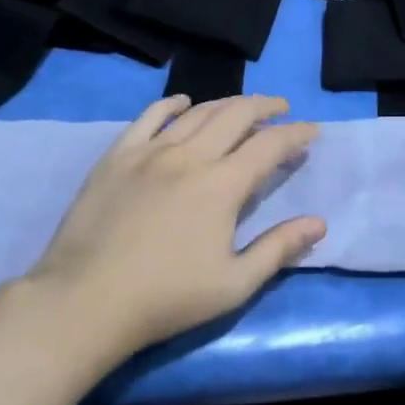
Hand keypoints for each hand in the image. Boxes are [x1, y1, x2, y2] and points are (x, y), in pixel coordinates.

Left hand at [15, 94, 324, 355]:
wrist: (86, 301)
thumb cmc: (166, 298)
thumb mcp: (234, 284)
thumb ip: (278, 248)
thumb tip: (319, 222)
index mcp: (222, 185)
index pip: (269, 145)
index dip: (296, 134)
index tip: (312, 131)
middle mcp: (190, 156)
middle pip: (236, 115)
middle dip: (266, 107)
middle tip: (282, 108)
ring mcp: (151, 151)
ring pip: (197, 112)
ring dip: (226, 104)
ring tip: (242, 107)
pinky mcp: (118, 156)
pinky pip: (149, 116)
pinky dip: (172, 104)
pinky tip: (183, 102)